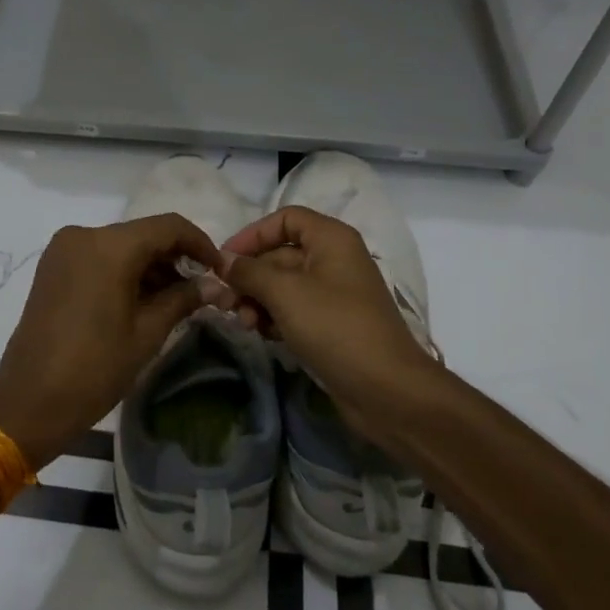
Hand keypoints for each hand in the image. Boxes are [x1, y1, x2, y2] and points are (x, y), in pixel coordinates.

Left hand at [0, 214, 221, 470]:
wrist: (29, 401)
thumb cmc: (95, 368)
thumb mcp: (147, 333)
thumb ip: (183, 299)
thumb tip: (216, 285)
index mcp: (109, 246)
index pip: (168, 227)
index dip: (200, 244)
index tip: (219, 270)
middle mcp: (83, 234)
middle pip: (143, 234)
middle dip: (174, 257)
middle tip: (199, 290)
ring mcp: (63, 249)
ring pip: (120, 245)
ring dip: (149, 265)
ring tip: (174, 300)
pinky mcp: (52, 266)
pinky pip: (98, 256)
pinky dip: (123, 270)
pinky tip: (141, 299)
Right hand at [219, 206, 440, 443]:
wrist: (386, 390)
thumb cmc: (335, 327)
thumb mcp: (285, 293)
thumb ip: (249, 272)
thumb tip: (222, 260)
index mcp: (331, 239)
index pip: (285, 219)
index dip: (252, 234)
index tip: (225, 260)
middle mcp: (334, 260)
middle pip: (279, 254)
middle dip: (249, 276)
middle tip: (223, 302)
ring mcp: (333, 294)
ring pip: (283, 286)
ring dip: (257, 300)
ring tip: (243, 323)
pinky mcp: (331, 325)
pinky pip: (294, 310)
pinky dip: (274, 318)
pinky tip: (262, 334)